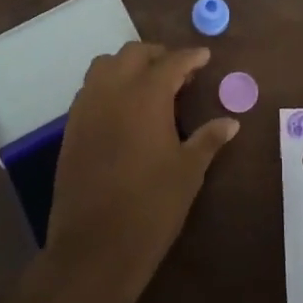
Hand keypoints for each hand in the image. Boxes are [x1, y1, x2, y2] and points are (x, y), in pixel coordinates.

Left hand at [42, 42, 237, 302]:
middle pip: (134, 53)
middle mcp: (113, 91)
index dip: (191, 57)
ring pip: (105, 65)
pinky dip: (109, 86)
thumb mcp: (188, 172)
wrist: (94, 248)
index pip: (172, 62)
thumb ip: (208, 139)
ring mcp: (87, 107)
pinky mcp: (71, 127)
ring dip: (128, 66)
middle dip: (158, 55)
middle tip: (179, 72)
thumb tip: (231, 122)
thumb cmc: (151, 207)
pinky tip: (124, 110)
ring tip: (149, 86)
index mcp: (146, 96)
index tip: (204, 57)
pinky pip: (90, 90)